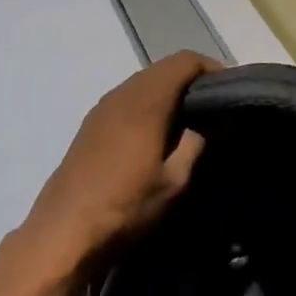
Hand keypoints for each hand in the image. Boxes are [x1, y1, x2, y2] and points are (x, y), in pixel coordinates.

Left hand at [8, 51, 219, 283]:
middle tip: (217, 106)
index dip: (212, 68)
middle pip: (163, 68)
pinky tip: (159, 133)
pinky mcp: (90, 126)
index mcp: (145, 102)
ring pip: (143, 83)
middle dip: (193, 80)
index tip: (232, 90)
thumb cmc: (126, 207)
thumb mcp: (175, 181)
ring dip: (170, 92)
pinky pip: (127, 99)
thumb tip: (219, 119)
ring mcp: (101, 109)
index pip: (184, 61)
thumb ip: (198, 142)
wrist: (62, 234)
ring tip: (192, 120)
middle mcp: (121, 95)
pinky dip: (150, 104)